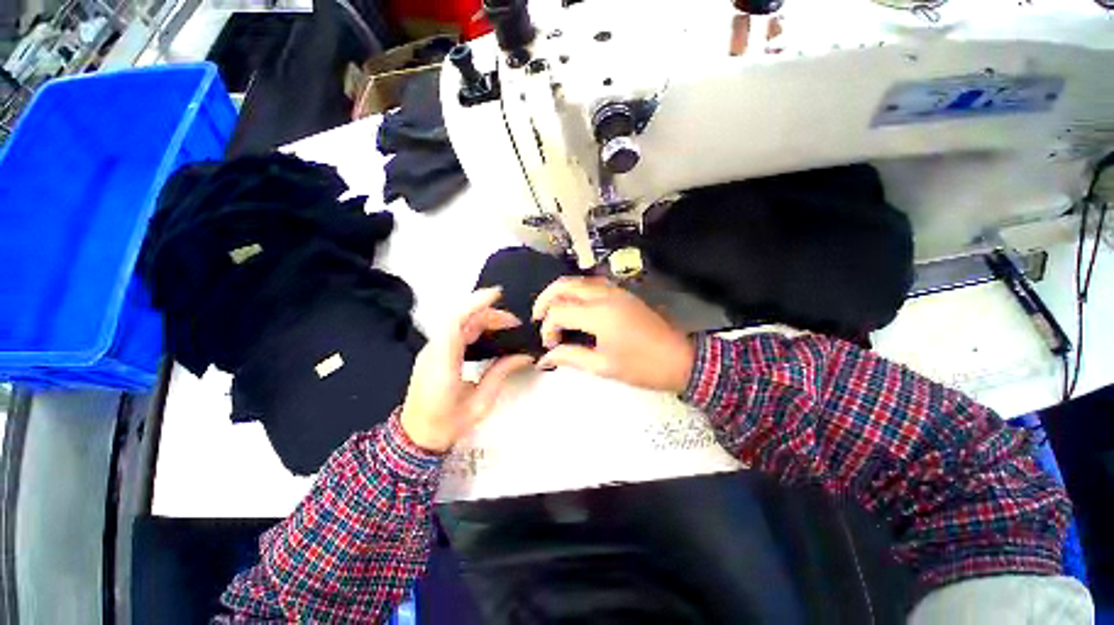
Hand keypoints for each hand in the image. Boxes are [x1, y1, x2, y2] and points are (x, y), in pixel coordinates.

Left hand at [400, 288, 533, 452]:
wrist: (416, 437)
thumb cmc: (448, 423)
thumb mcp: (480, 402)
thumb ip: (500, 373)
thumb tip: (524, 356)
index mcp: (443, 362)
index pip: (456, 321)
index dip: (475, 303)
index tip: (497, 294)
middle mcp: (434, 350)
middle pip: (461, 319)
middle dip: (489, 314)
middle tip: (515, 323)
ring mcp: (432, 351)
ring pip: (458, 323)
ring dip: (482, 318)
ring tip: (506, 326)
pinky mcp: (434, 354)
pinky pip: (455, 331)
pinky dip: (474, 326)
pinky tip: (489, 333)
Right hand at [532, 277, 694, 393]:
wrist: (680, 358)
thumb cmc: (642, 366)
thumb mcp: (603, 366)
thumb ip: (570, 357)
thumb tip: (545, 358)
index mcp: (599, 314)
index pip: (559, 311)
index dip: (548, 328)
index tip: (550, 345)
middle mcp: (604, 295)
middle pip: (564, 285)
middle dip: (545, 299)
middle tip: (538, 318)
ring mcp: (616, 291)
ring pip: (578, 280)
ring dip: (561, 292)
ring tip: (552, 311)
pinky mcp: (623, 293)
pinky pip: (592, 283)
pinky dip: (576, 291)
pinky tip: (574, 306)